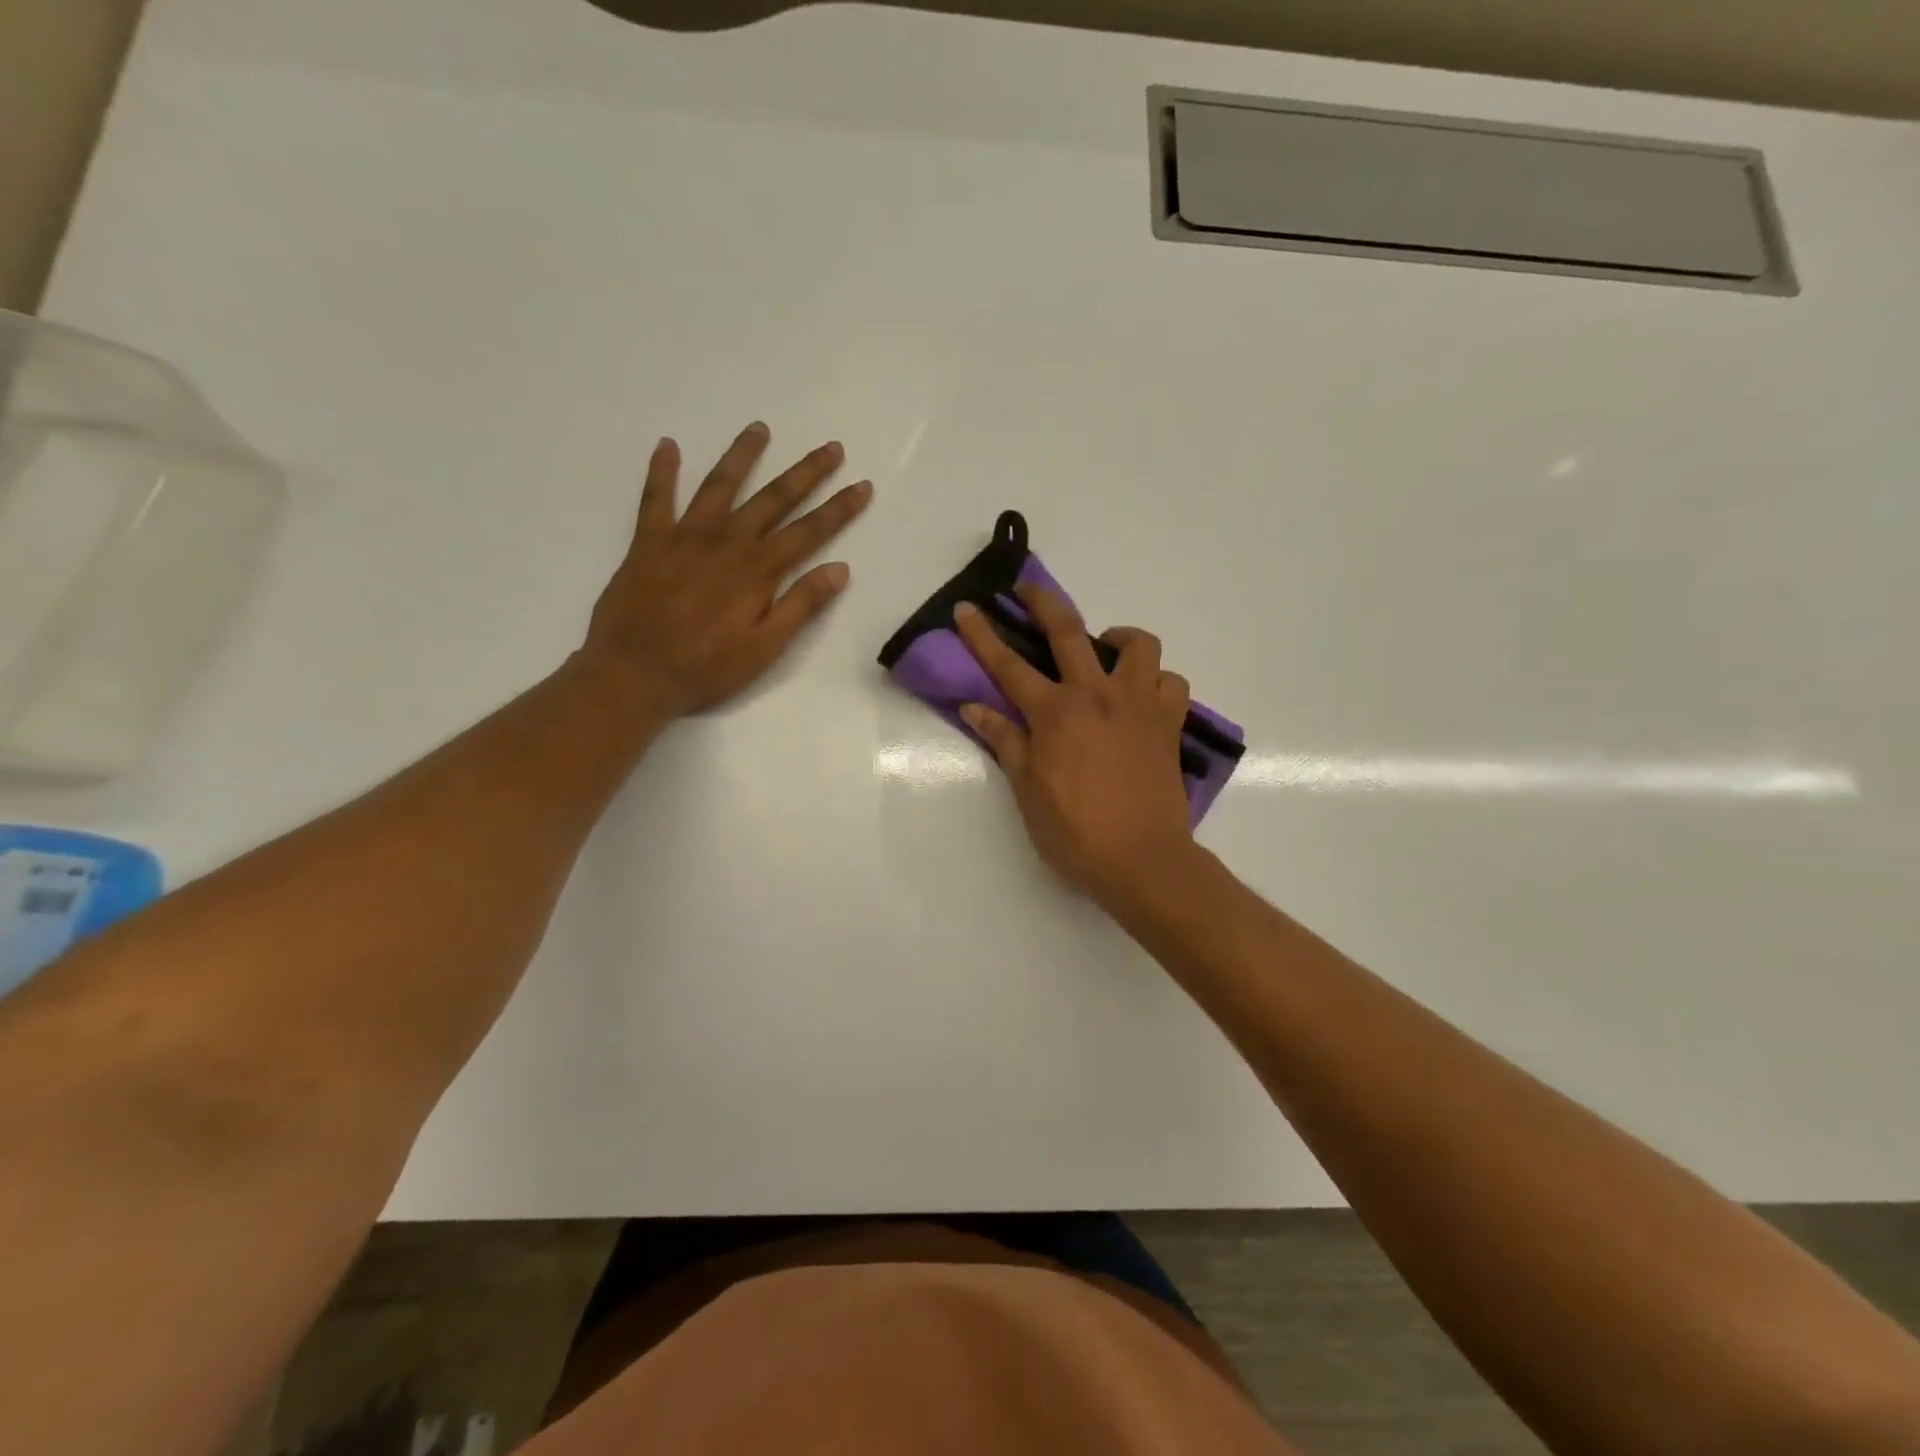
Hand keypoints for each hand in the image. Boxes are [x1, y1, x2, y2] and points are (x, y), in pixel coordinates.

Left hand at [582, 423, 872, 718]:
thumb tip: (839, 569)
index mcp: (758, 569)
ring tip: (760, 429)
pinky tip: (668, 446)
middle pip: (774, 498)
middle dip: (806, 472)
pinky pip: (656, 497)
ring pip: (720, 485)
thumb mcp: (765, 647)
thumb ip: (801, 605)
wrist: (634, 672)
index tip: (862, 486)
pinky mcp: (649, 541)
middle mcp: (727, 542)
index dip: (839, 508)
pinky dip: (662, 470)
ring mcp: (685, 536)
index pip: (810, 531)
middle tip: (831, 447)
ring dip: (742, 455)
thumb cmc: (706, 667)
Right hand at [953, 586, 1194, 905]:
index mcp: (1054, 714)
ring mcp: (1138, 705)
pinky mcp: (1169, 723)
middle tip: (1027, 586)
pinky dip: (1157, 681)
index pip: (1008, 665)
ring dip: (1119, 638)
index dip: (982, 635)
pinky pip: (1171, 683)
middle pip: (1068, 631)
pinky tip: (1143, 695)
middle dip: (1042, 601)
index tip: (967, 608)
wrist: (1143, 860)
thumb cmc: (1075, 832)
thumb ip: (1004, 741)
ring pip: (1138, 645)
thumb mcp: (1027, 790)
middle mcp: (1096, 696)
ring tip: (1107, 651)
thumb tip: (974, 706)